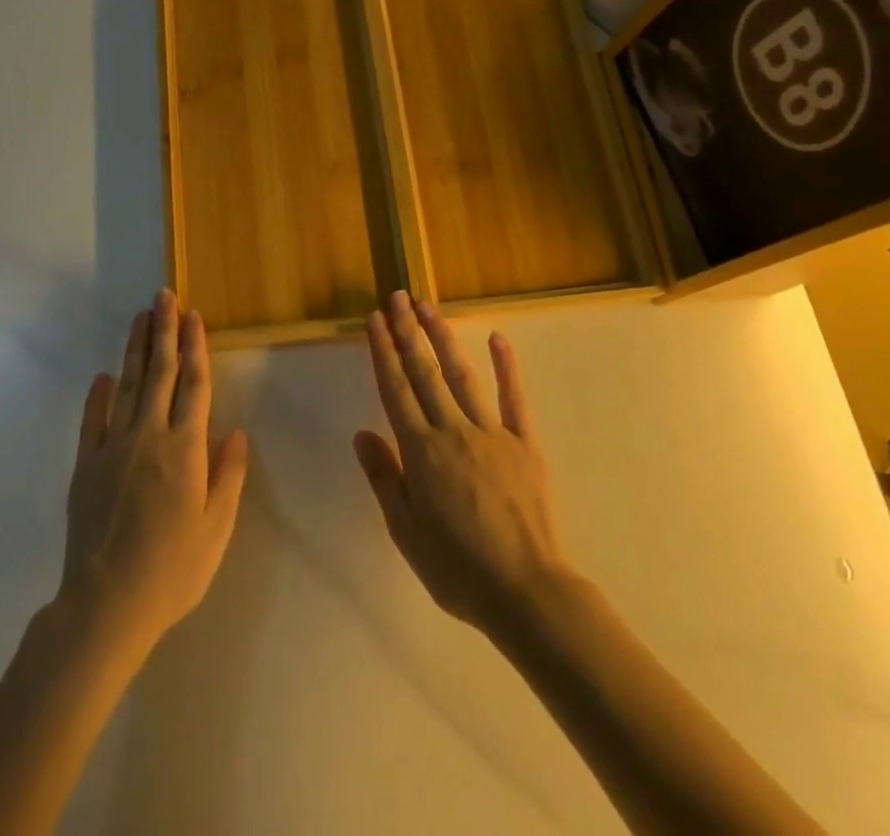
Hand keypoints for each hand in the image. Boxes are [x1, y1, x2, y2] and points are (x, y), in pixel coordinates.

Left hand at [58, 290, 249, 658]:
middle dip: (163, 331)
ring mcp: (113, 447)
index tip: (193, 316)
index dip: (195, 347)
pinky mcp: (86, 465)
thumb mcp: (216, 528)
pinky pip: (92, 420)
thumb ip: (228, 475)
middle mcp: (150, 435)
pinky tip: (103, 376)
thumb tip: (236, 432)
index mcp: (186, 448)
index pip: (194, 384)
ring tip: (140, 318)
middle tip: (164, 296)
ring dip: (135, 349)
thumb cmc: (173, 569)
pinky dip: (98, 395)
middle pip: (159, 372)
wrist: (106, 604)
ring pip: (127, 385)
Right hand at [354, 290, 570, 636]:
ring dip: (443, 337)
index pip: (395, 390)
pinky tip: (497, 338)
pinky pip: (514, 397)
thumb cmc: (458, 569)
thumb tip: (362, 434)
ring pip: (462, 375)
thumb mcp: (406, 533)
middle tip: (397, 297)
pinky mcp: (525, 442)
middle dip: (408, 332)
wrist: (526, 592)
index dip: (383, 352)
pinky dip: (506, 366)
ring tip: (428, 306)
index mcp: (421, 453)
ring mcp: (492, 433)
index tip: (375, 320)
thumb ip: (385, 479)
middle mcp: (453, 431)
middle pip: (424, 373)